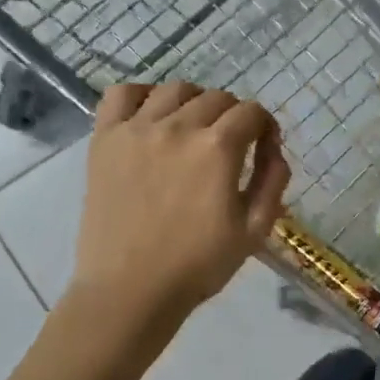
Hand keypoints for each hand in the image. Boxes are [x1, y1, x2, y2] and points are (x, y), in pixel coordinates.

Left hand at [73, 82, 289, 319]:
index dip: (265, 128)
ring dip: (194, 102)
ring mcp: (136, 129)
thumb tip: (274, 150)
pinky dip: (141, 96)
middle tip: (230, 147)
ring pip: (174, 90)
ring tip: (193, 129)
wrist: (131, 290)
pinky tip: (151, 116)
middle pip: (216, 98)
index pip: (252, 113)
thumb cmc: (198, 266)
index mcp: (218, 148)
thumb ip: (273, 182)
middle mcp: (178, 127)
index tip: (264, 149)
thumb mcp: (254, 230)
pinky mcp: (104, 140)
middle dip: (233, 117)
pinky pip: (121, 95)